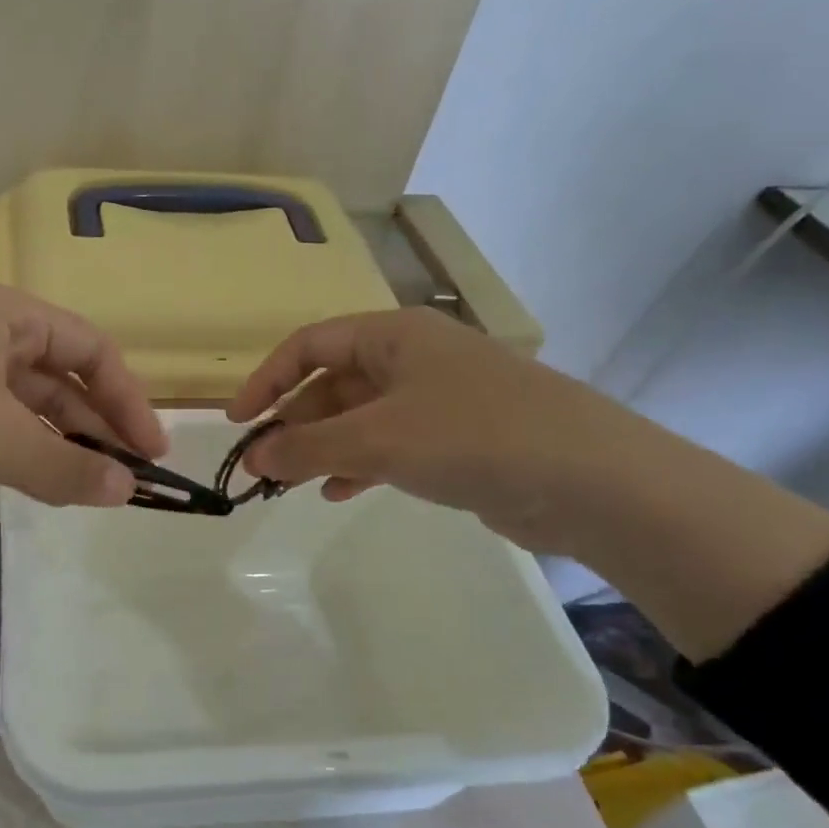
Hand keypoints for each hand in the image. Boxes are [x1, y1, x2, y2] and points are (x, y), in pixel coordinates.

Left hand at [0, 281, 166, 515]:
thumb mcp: (2, 439)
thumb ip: (69, 467)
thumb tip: (127, 491)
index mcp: (7, 317)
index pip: (92, 349)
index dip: (130, 398)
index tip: (153, 453)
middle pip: (60, 378)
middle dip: (97, 426)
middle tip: (126, 479)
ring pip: (25, 409)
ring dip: (60, 445)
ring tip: (90, 489)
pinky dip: (19, 456)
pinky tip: (37, 487)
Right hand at [227, 307, 828, 662]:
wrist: (593, 481)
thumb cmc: (473, 436)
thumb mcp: (378, 438)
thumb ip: (307, 446)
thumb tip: (252, 457)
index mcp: (393, 335)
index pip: (309, 345)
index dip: (266, 381)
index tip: (236, 423)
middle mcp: (413, 358)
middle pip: (332, 383)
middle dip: (293, 423)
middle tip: (261, 466)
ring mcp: (437, 399)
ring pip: (359, 418)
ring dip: (321, 448)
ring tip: (289, 484)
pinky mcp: (456, 439)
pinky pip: (389, 445)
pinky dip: (358, 465)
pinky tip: (338, 492)